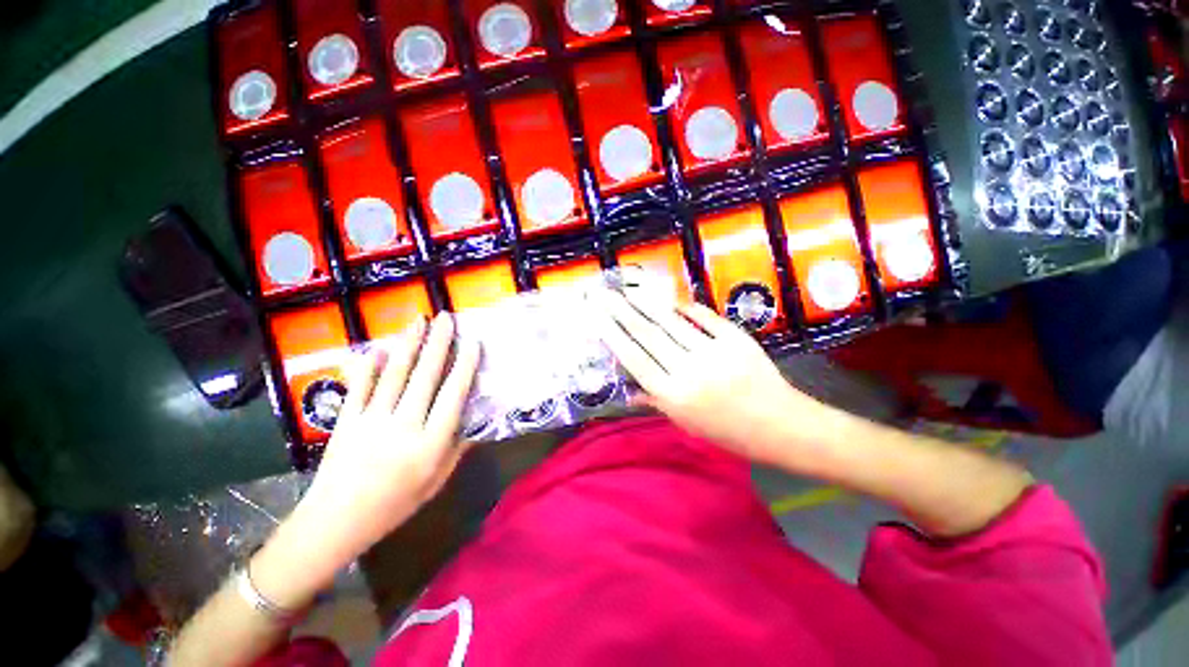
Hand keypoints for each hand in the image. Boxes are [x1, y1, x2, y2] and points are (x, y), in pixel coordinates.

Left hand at [293, 312, 480, 559]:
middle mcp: (403, 425)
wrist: (336, 522)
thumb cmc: (395, 505)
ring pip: (394, 374)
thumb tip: (474, 420)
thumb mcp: (436, 481)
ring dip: (408, 344)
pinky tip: (377, 347)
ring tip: (419, 321)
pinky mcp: (347, 420)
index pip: (453, 396)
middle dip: (438, 343)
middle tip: (446, 318)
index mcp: (430, 443)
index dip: (465, 367)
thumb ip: (457, 449)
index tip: (473, 344)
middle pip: (424, 376)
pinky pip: (360, 386)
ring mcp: (372, 420)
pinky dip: (369, 365)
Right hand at [593, 287, 842, 468]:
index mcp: (674, 396)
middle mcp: (689, 371)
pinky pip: (704, 317)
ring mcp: (714, 351)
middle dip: (621, 312)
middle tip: (604, 294)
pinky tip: (671, 301)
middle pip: (648, 335)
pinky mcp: (735, 338)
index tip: (597, 318)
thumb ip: (655, 401)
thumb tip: (628, 389)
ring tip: (628, 290)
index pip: (635, 359)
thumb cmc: (728, 431)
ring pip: (670, 322)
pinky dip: (686, 308)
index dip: (613, 335)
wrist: (781, 425)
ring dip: (646, 304)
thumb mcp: (686, 423)